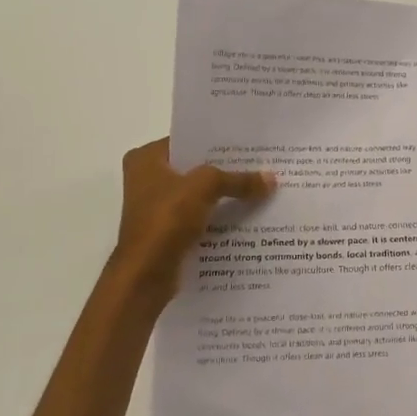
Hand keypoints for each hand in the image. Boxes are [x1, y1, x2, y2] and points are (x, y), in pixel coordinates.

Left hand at [112, 140, 274, 300]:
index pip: (187, 140)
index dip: (217, 142)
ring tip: (260, 189)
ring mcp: (156, 208)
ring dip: (224, 195)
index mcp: (146, 159)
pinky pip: (199, 217)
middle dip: (226, 169)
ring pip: (199, 194)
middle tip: (261, 164)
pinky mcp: (167, 232)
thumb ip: (238, 179)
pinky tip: (247, 216)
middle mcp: (147, 179)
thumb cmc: (166, 219)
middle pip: (194, 168)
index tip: (248, 143)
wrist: (145, 275)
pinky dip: (218, 217)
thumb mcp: (205, 188)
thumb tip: (271, 179)